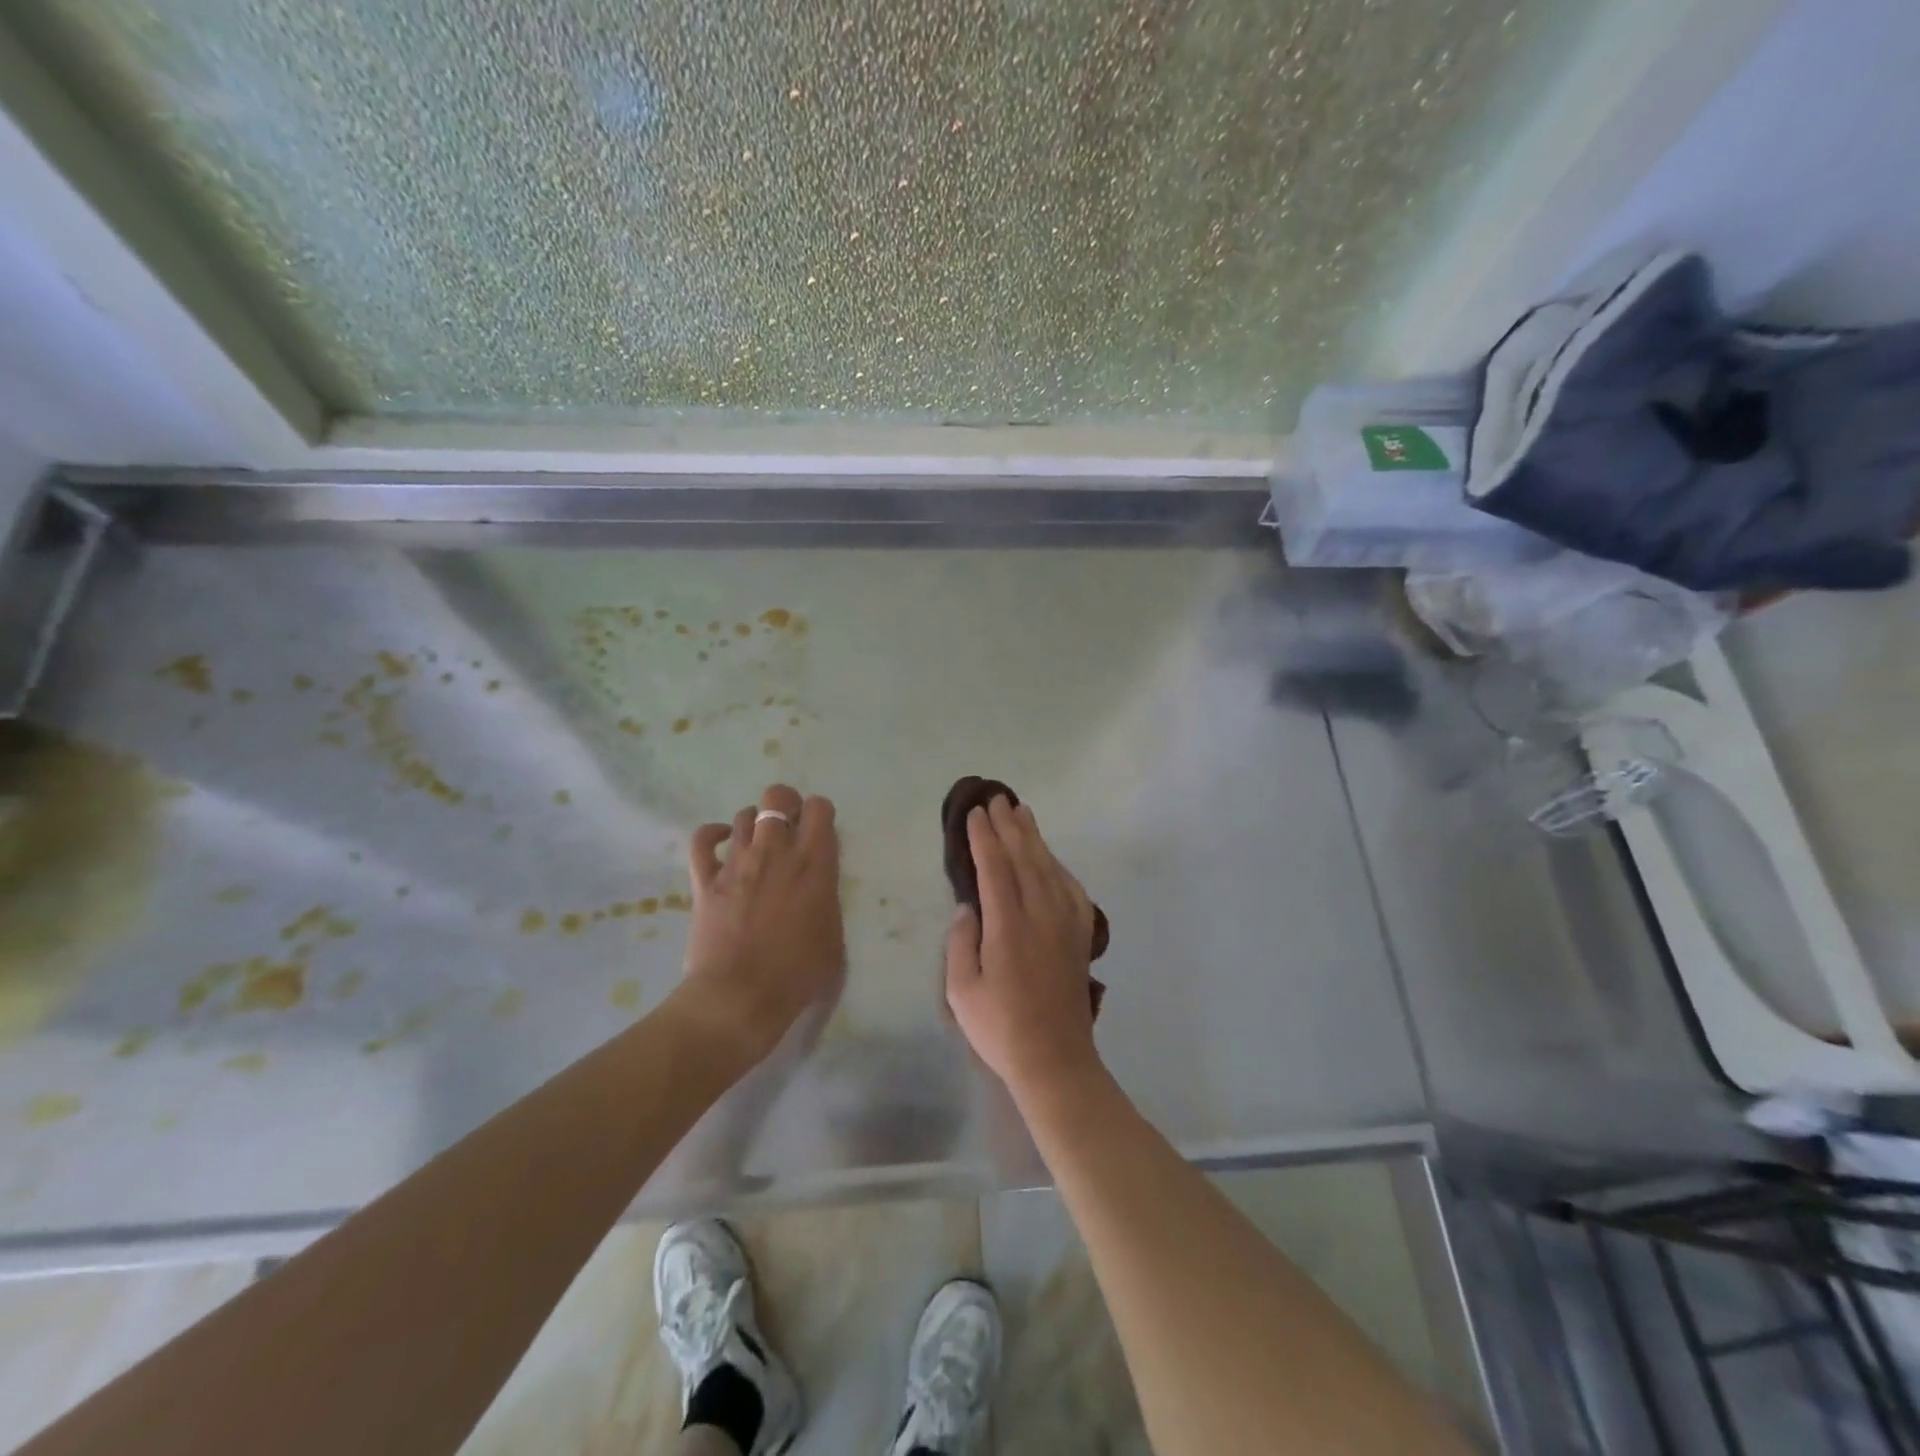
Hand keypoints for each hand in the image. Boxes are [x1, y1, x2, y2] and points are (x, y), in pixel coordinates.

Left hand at [681, 784, 843, 1061]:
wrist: (740, 996)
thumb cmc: (797, 973)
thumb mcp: (834, 937)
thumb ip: (827, 900)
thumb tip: (818, 889)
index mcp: (814, 863)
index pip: (819, 808)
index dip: (819, 814)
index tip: (819, 833)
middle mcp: (775, 851)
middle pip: (777, 797)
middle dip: (785, 804)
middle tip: (788, 828)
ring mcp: (737, 862)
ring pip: (743, 815)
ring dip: (753, 824)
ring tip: (757, 844)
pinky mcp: (706, 879)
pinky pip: (702, 840)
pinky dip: (712, 835)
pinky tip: (721, 842)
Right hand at [945, 796, 1103, 1101]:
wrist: (1055, 1060)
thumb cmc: (1000, 1028)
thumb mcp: (961, 991)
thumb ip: (961, 943)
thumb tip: (968, 907)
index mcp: (1008, 927)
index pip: (995, 869)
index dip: (985, 838)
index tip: (975, 813)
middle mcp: (1040, 916)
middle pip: (1025, 859)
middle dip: (1009, 826)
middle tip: (998, 798)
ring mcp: (1065, 925)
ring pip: (1049, 868)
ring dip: (1035, 838)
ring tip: (1023, 813)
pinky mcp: (1080, 937)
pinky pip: (1073, 890)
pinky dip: (1060, 867)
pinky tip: (1052, 859)